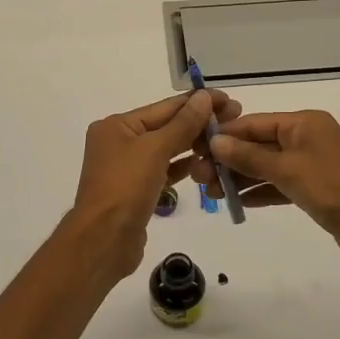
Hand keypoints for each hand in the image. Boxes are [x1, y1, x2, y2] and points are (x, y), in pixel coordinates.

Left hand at [65, 88, 241, 285]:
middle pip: (166, 126)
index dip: (197, 102)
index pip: (164, 107)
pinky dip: (183, 167)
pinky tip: (207, 164)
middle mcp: (120, 142)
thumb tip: (204, 97)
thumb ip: (182, 124)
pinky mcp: (137, 190)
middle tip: (235, 118)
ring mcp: (128, 167)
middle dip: (199, 123)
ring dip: (194, 145)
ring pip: (167, 149)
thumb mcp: (155, 150)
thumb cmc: (125, 188)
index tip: (228, 100)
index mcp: (117, 125)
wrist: (104, 241)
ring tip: (226, 141)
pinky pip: (164, 170)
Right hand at [203, 109, 339, 271]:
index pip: (254, 123)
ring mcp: (310, 164)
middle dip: (228, 159)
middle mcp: (306, 138)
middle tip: (199, 178)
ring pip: (266, 166)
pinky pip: (278, 184)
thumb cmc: (334, 190)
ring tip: (210, 193)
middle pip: (258, 144)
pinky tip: (236, 202)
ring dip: (239, 178)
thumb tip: (215, 141)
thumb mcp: (288, 170)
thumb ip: (250, 157)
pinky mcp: (313, 189)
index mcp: (304, 123)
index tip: (195, 149)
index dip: (224, 135)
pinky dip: (258, 191)